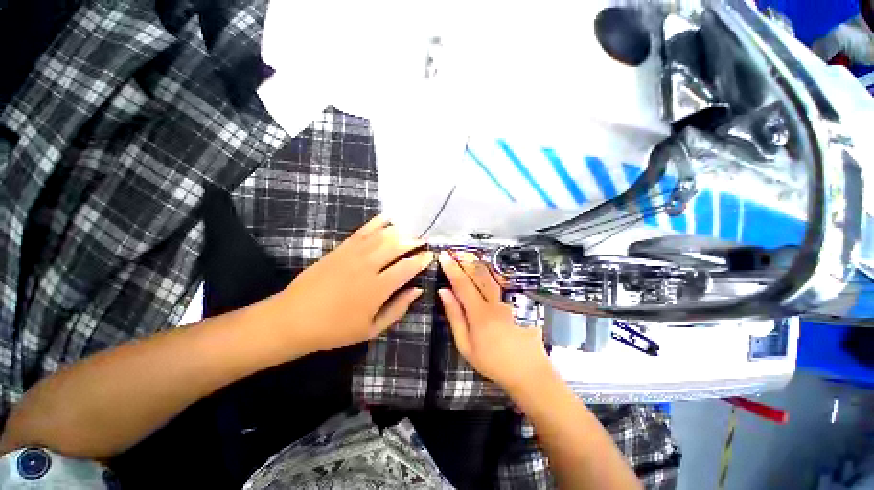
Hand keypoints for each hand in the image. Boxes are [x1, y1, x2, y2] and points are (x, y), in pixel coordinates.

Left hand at [278, 215, 432, 351]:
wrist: (293, 319)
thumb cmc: (335, 329)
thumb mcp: (372, 329)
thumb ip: (398, 308)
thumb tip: (417, 290)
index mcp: (377, 288)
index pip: (407, 268)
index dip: (421, 260)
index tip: (430, 255)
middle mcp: (368, 266)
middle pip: (397, 246)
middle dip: (414, 241)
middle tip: (424, 240)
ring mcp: (353, 254)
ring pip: (382, 236)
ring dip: (400, 231)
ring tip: (412, 229)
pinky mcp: (341, 248)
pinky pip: (363, 231)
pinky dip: (377, 222)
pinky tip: (388, 218)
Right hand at [438, 251, 552, 391]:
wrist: (528, 370)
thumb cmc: (492, 361)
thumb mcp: (466, 345)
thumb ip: (455, 316)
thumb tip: (444, 292)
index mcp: (479, 313)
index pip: (462, 284)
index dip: (452, 269)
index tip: (444, 257)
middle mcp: (496, 301)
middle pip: (479, 274)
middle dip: (465, 260)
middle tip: (455, 251)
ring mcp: (510, 300)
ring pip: (493, 274)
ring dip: (479, 262)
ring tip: (468, 254)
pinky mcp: (520, 301)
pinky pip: (505, 280)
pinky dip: (494, 270)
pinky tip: (488, 266)